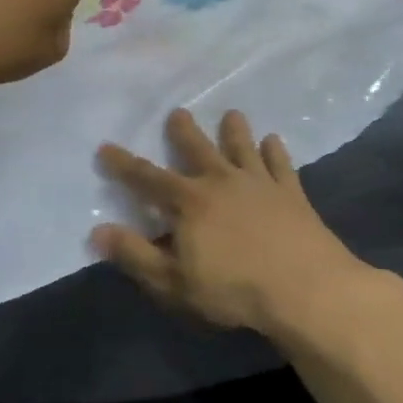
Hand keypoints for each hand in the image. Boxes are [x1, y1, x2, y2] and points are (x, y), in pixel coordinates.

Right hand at [93, 109, 400, 340]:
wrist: (305, 288)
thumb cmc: (233, 289)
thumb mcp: (173, 282)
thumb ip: (135, 255)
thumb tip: (98, 231)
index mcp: (189, 202)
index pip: (147, 178)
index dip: (123, 164)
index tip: (105, 147)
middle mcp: (221, 181)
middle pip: (197, 148)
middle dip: (183, 131)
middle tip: (178, 112)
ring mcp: (259, 183)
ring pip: (242, 147)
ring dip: (235, 130)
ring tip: (232, 114)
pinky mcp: (291, 192)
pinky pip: (280, 164)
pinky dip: (275, 150)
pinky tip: (274, 140)